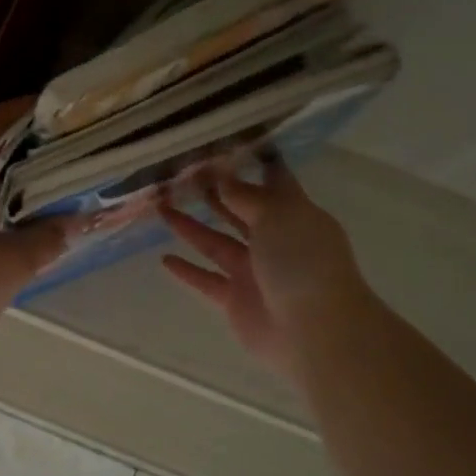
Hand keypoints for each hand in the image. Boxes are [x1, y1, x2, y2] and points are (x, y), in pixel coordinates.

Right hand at [160, 160, 375, 380]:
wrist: (314, 331)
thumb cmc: (303, 262)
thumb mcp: (278, 216)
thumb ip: (246, 196)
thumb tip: (222, 177)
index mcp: (294, 215)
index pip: (272, 181)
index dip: (251, 163)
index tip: (223, 145)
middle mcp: (275, 240)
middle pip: (239, 211)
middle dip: (213, 193)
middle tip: (180, 175)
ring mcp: (255, 271)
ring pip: (216, 242)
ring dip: (190, 226)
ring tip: (161, 207)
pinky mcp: (236, 300)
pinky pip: (206, 280)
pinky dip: (187, 271)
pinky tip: (165, 259)